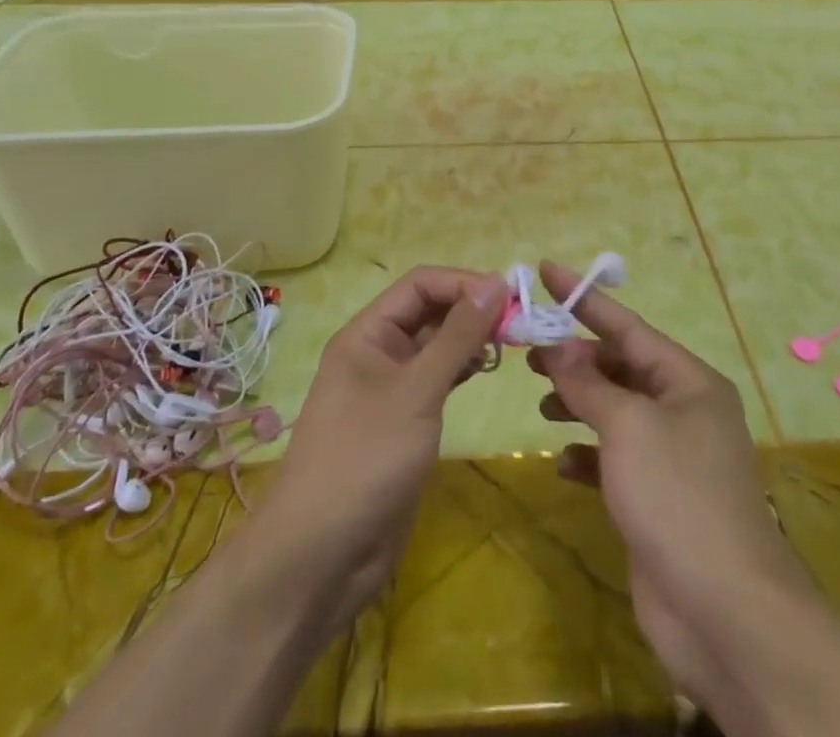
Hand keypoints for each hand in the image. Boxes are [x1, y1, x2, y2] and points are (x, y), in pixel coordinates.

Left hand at [262, 266, 501, 621]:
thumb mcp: (417, 391)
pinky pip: (437, 379)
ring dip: (470, 339)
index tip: (509, 296)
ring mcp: (389, 389)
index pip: (419, 285)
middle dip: (470, 309)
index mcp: (367, 334)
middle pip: (428, 311)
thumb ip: (458, 335)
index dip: (463, 283)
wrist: (321, 558)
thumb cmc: (365, 459)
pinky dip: (462, 369)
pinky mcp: (403, 422)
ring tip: (509, 344)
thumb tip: (496, 282)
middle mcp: (377, 352)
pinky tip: (486, 370)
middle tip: (518, 322)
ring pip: (435, 345)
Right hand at [528, 262, 810, 711]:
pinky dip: (587, 454)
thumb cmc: (677, 495)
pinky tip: (561, 462)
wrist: (724, 610)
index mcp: (688, 381)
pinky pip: (615, 459)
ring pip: (616, 411)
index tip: (546, 271)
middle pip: (622, 367)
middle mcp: (684, 410)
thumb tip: (558, 348)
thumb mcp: (627, 425)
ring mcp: (672, 456)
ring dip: (579, 403)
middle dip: (578, 359)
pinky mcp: (657, 498)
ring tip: (542, 403)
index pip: (627, 325)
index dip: (584, 299)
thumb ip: (588, 382)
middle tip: (532, 355)